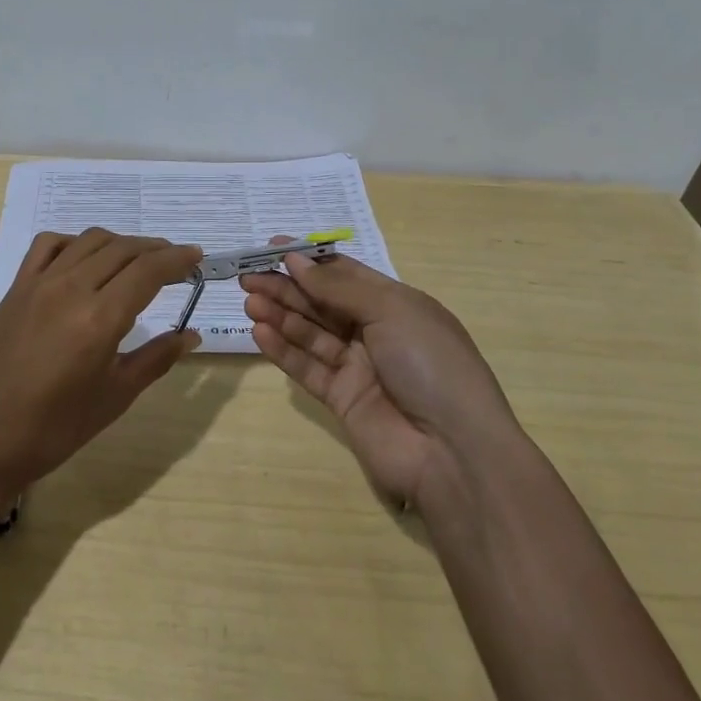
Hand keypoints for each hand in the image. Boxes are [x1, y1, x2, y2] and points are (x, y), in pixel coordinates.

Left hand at [0, 229, 201, 508]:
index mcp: (100, 319)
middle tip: (176, 261)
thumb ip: (155, 359)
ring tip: (138, 259)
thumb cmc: (53, 430)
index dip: (177, 259)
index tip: (197, 258)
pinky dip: (75, 242)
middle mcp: (71, 288)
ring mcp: (39, 284)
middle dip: (155, 249)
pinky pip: (49, 245)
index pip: (148, 270)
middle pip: (123, 249)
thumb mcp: (114, 398)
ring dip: (121, 243)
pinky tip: (85, 259)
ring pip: (89, 241)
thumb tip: (191, 335)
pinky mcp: (16, 288)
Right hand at [242, 246, 514, 507]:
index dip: (310, 261)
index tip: (272, 249)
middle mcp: (375, 331)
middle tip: (247, 276)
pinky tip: (260, 332)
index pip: (345, 274)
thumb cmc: (430, 364)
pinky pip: (307, 367)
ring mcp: (358, 367)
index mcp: (396, 304)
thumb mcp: (391, 310)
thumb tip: (296, 260)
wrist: (453, 451)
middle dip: (286, 287)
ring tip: (249, 301)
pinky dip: (284, 350)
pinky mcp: (341, 399)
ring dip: (280, 315)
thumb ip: (338, 287)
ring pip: (310, 333)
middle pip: (322, 302)